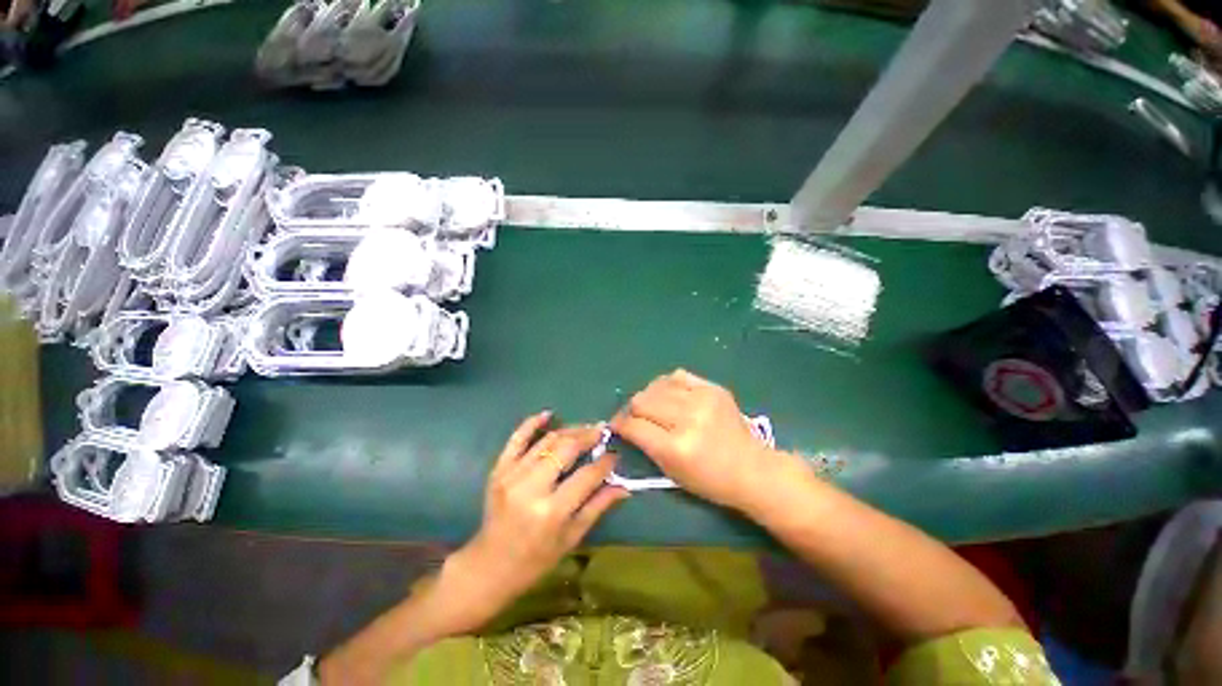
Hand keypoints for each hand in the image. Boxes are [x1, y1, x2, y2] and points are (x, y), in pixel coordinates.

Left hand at [441, 413, 627, 630]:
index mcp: (552, 511)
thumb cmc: (536, 558)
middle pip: (566, 449)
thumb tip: (624, 486)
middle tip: (601, 431)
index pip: (587, 475)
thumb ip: (598, 506)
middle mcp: (532, 488)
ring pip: (547, 441)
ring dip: (569, 430)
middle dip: (588, 436)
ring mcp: (512, 475)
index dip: (605, 462)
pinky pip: (516, 439)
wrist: (490, 565)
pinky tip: (548, 415)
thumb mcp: (572, 537)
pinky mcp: (499, 469)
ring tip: (584, 428)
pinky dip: (532, 423)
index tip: (614, 454)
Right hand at [610, 369, 801, 512]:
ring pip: (656, 386)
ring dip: (648, 396)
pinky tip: (669, 395)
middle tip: (635, 418)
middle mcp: (687, 419)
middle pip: (642, 401)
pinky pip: (677, 376)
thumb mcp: (671, 472)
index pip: (634, 426)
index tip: (616, 425)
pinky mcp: (713, 388)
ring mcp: (702, 400)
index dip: (620, 425)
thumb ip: (645, 445)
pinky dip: (667, 385)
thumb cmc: (709, 480)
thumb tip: (625, 424)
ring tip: (653, 406)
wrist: (752, 468)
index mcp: (676, 448)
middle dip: (632, 410)